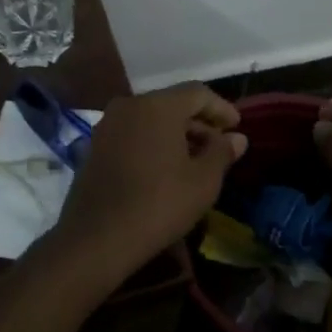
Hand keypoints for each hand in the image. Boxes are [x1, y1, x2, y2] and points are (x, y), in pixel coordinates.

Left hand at [46, 84, 246, 296]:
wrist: (97, 238)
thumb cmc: (159, 204)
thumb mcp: (203, 181)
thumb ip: (222, 152)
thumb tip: (237, 138)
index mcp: (158, 105)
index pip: (198, 93)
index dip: (221, 108)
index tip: (237, 127)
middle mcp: (130, 105)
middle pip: (173, 104)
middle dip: (199, 123)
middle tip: (219, 147)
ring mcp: (108, 124)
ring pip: (151, 119)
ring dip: (176, 134)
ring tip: (196, 160)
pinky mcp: (95, 145)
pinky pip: (133, 133)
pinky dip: (153, 142)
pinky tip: (165, 168)